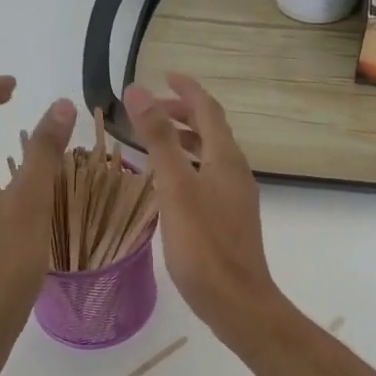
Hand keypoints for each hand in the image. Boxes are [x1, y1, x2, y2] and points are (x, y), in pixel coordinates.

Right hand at [124, 74, 285, 343]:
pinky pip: (207, 177)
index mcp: (226, 158)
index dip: (187, 89)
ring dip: (184, 140)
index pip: (208, 109)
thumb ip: (158, 138)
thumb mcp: (175, 187)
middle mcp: (235, 172)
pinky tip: (167, 184)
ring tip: (153, 140)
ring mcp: (235, 196)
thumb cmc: (203, 245)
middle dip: (182, 113)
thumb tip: (139, 91)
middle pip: (211, 130)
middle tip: (150, 109)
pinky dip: (186, 166)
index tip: (164, 74)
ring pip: (209, 155)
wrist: (236, 300)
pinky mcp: (229, 219)